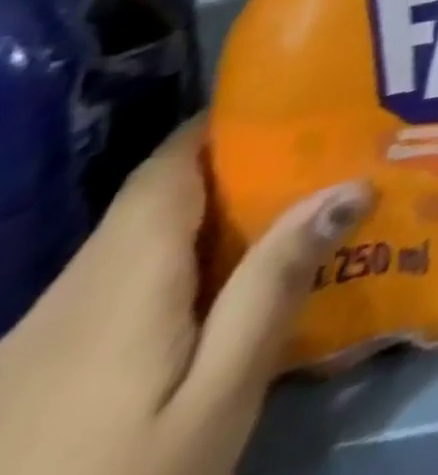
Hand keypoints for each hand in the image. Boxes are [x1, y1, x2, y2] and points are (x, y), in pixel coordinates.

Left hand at [0, 119, 372, 474]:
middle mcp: (64, 301)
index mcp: (116, 289)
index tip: (290, 99)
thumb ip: (274, 286)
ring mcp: (32, 348)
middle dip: (232, 170)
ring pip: (127, 250)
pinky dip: (171, 266)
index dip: (218, 126)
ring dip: (205, 220)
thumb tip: (348, 186)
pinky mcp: (25, 383)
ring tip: (289, 211)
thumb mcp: (219, 396)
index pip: (162, 174)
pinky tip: (218, 290)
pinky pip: (107, 293)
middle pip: (148, 208)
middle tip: (320, 154)